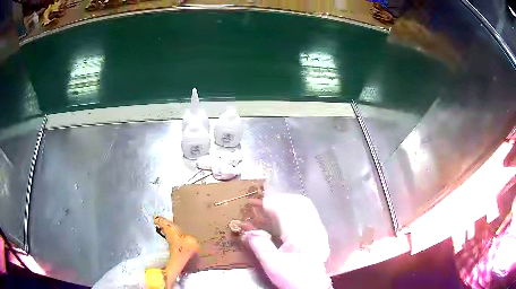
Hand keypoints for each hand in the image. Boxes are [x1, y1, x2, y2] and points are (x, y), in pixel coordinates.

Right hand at [241, 194, 331, 288]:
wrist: (313, 286)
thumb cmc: (292, 277)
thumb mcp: (272, 265)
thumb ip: (259, 245)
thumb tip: (247, 231)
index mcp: (299, 234)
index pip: (284, 209)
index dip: (268, 203)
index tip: (254, 204)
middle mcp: (312, 227)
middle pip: (296, 202)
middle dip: (278, 200)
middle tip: (262, 205)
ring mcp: (318, 228)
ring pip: (304, 205)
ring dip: (287, 202)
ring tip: (272, 208)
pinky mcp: (320, 232)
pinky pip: (309, 212)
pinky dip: (295, 208)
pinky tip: (286, 216)